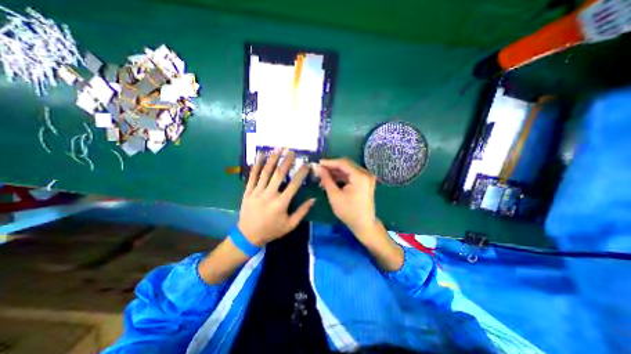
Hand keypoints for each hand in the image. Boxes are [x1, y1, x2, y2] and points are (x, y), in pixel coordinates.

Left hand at [237, 148, 315, 247]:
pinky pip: (252, 176)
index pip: (294, 184)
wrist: (248, 236)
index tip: (306, 164)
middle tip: (292, 151)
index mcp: (281, 203)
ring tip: (278, 148)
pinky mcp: (248, 191)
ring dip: (272, 159)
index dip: (301, 173)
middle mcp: (269, 195)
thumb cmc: (272, 230)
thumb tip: (313, 199)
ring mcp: (257, 192)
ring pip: (265, 172)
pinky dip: (256, 164)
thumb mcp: (290, 225)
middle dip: (286, 161)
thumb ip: (302, 212)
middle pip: (279, 174)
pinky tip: (260, 155)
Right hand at [316, 158, 403, 270]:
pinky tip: (330, 181)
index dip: (329, 162)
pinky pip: (351, 175)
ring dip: (335, 173)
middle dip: (331, 167)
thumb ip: (326, 179)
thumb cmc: (348, 212)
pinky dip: (341, 177)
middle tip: (318, 170)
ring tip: (322, 178)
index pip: (343, 163)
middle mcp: (365, 173)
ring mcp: (366, 177)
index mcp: (360, 176)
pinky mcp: (364, 182)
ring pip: (347, 170)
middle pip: (346, 165)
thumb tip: (317, 167)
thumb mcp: (334, 195)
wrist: (364, 225)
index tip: (317, 163)